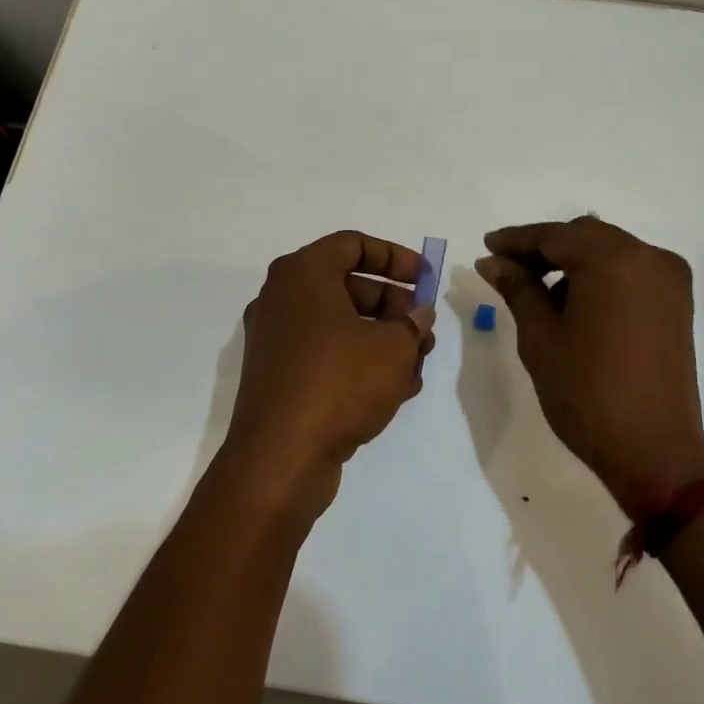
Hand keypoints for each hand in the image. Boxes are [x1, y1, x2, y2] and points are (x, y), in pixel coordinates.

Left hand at [220, 230, 435, 519]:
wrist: (280, 458)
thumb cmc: (339, 383)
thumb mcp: (393, 347)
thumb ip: (412, 323)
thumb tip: (416, 316)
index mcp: (302, 274)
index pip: (353, 244)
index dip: (396, 257)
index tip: (426, 279)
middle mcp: (282, 299)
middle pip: (349, 286)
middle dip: (395, 306)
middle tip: (424, 331)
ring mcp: (277, 339)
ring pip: (341, 324)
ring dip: (383, 339)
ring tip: (417, 365)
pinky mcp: (279, 376)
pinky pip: (327, 354)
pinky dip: (359, 362)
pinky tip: (395, 389)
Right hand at [477, 216, 703, 508]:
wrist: (654, 451)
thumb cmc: (586, 393)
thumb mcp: (540, 338)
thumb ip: (518, 289)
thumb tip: (492, 261)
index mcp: (612, 260)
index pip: (554, 235)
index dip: (516, 240)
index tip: (487, 248)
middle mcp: (648, 257)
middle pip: (585, 236)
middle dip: (544, 249)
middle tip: (507, 270)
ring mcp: (669, 278)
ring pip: (609, 251)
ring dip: (573, 263)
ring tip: (538, 294)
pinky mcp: (678, 302)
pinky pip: (631, 271)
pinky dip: (600, 277)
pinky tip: (575, 305)